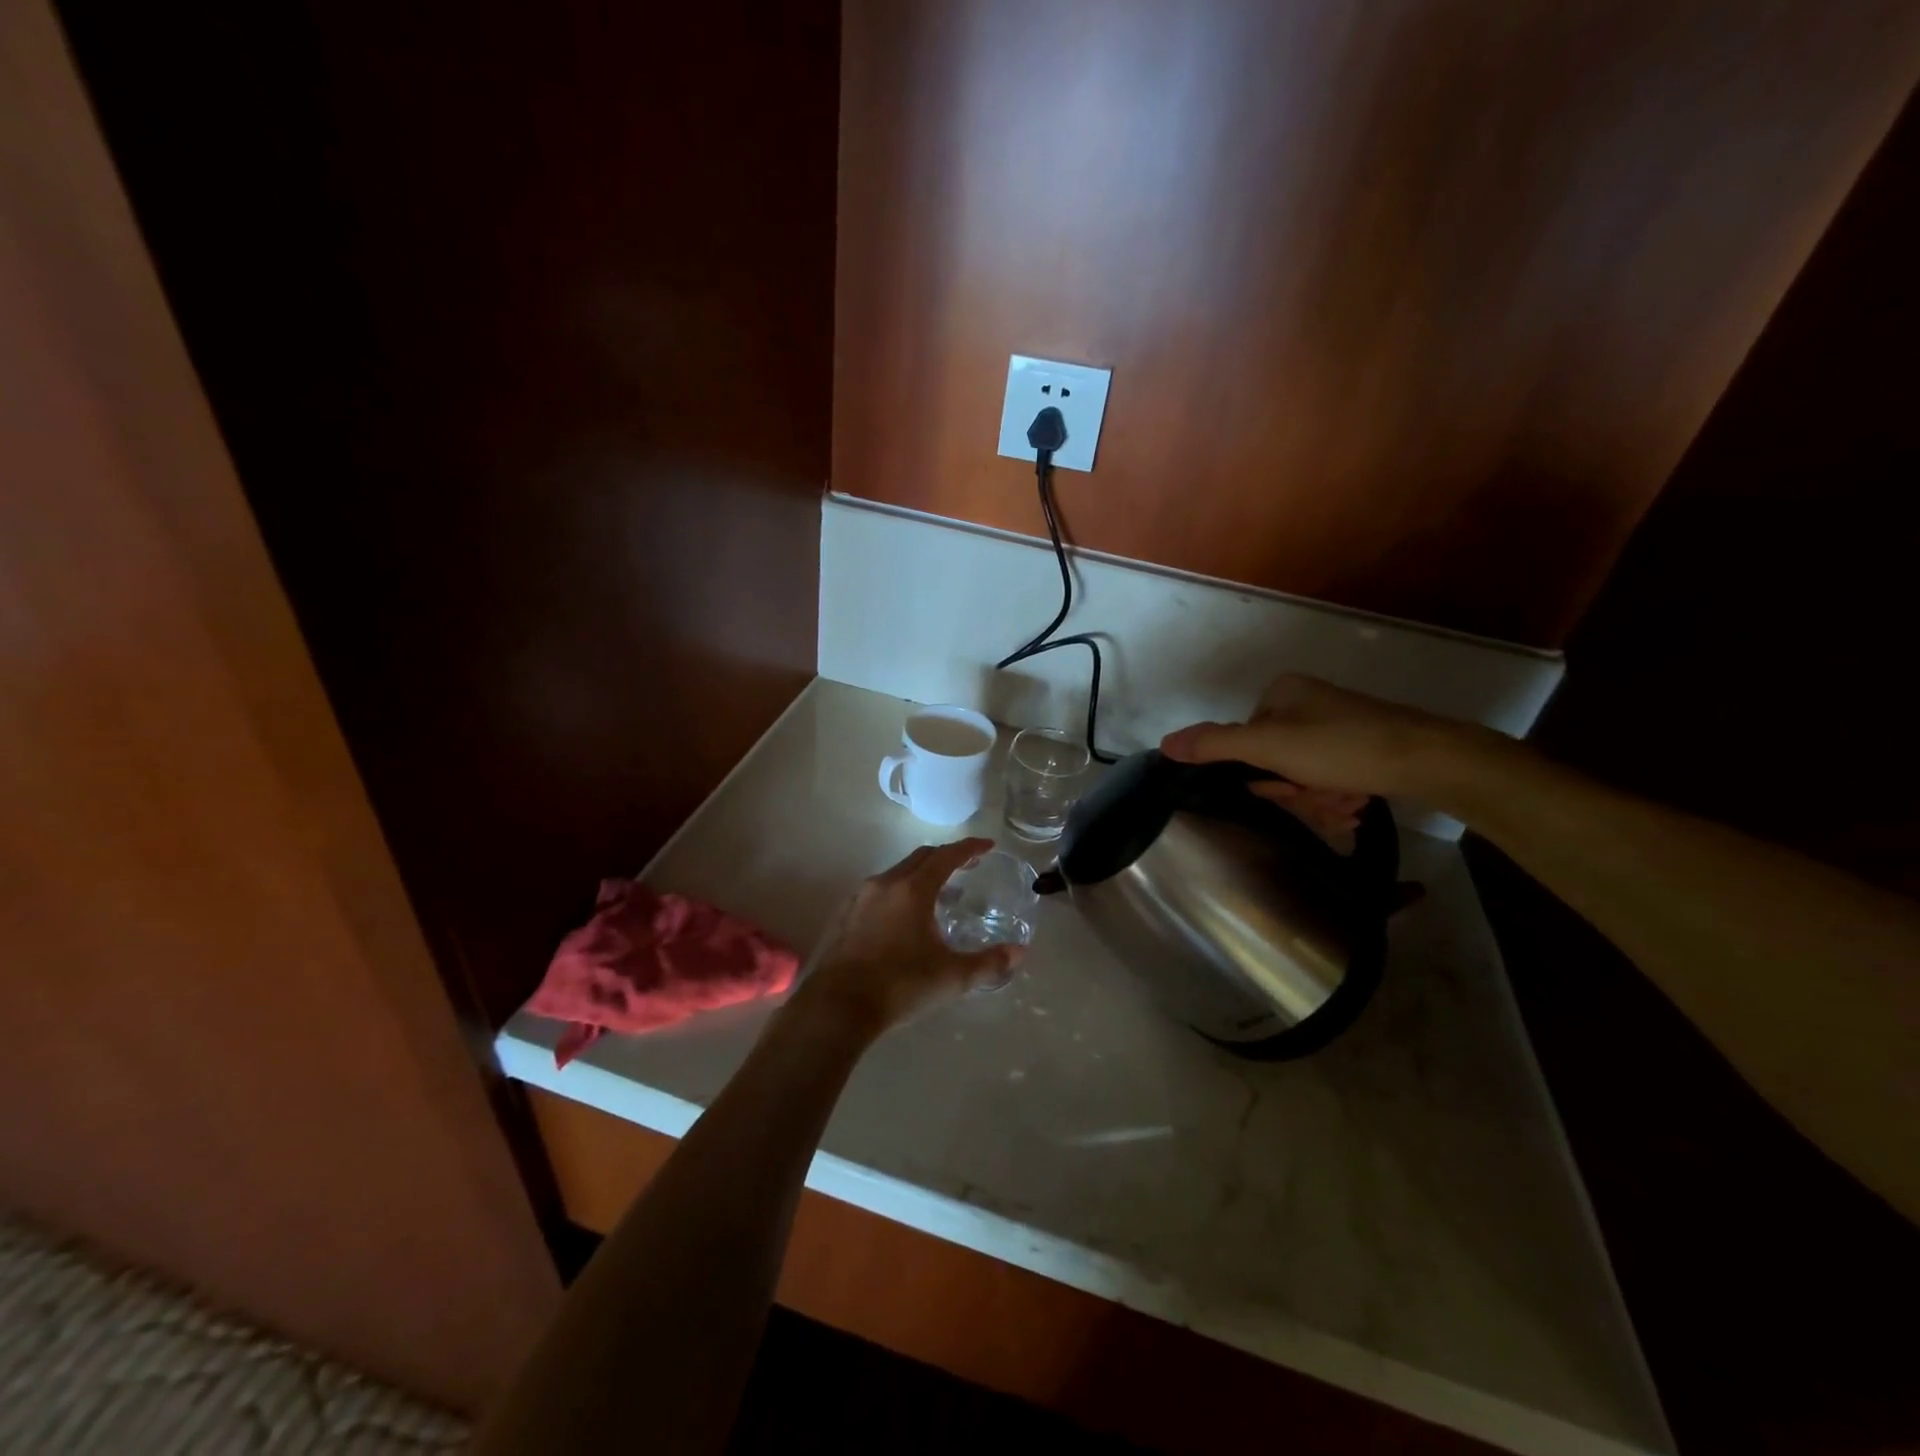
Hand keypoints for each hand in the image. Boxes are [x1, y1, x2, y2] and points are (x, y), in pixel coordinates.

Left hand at [795, 839, 1022, 1041]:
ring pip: (897, 874)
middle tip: (968, 866)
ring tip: (940, 895)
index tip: (988, 846)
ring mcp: (860, 898)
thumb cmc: (900, 985)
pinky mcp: (844, 916)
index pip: (947, 856)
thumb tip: (1020, 953)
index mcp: (913, 889)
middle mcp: (885, 883)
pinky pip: (879, 892)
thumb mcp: (952, 977)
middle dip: (946, 858)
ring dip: (921, 876)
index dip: (970, 848)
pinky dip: (899, 893)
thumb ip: (988, 963)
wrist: (837, 1006)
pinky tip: (904, 919)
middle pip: (921, 858)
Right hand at [1159, 675, 1480, 837]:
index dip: (1262, 774)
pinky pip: (1331, 776)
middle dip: (1296, 790)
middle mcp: (1306, 702)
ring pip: (1304, 775)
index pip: (1245, 742)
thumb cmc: (1343, 747)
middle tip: (1321, 800)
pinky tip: (1357, 803)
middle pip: (1275, 761)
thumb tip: (1163, 744)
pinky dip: (1340, 795)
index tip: (1287, 787)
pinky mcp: (1363, 746)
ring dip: (1320, 800)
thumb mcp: (1270, 747)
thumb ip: (1215, 745)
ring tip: (1347, 806)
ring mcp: (1336, 724)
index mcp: (1282, 693)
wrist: (1432, 760)